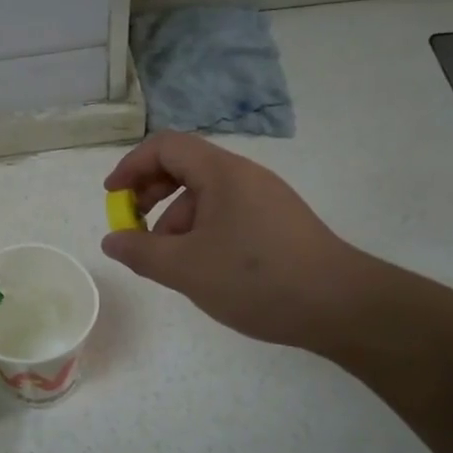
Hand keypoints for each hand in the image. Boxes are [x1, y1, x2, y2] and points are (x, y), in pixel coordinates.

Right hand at [102, 133, 374, 351]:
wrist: (341, 306)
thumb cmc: (256, 278)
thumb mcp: (186, 268)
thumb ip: (141, 251)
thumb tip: (112, 240)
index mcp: (221, 173)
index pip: (166, 146)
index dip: (132, 165)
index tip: (112, 196)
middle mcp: (244, 176)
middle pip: (185, 167)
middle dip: (151, 194)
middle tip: (135, 228)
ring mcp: (266, 199)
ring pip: (206, 195)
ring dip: (176, 221)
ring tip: (170, 262)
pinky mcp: (279, 223)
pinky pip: (228, 214)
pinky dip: (203, 232)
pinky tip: (204, 269)